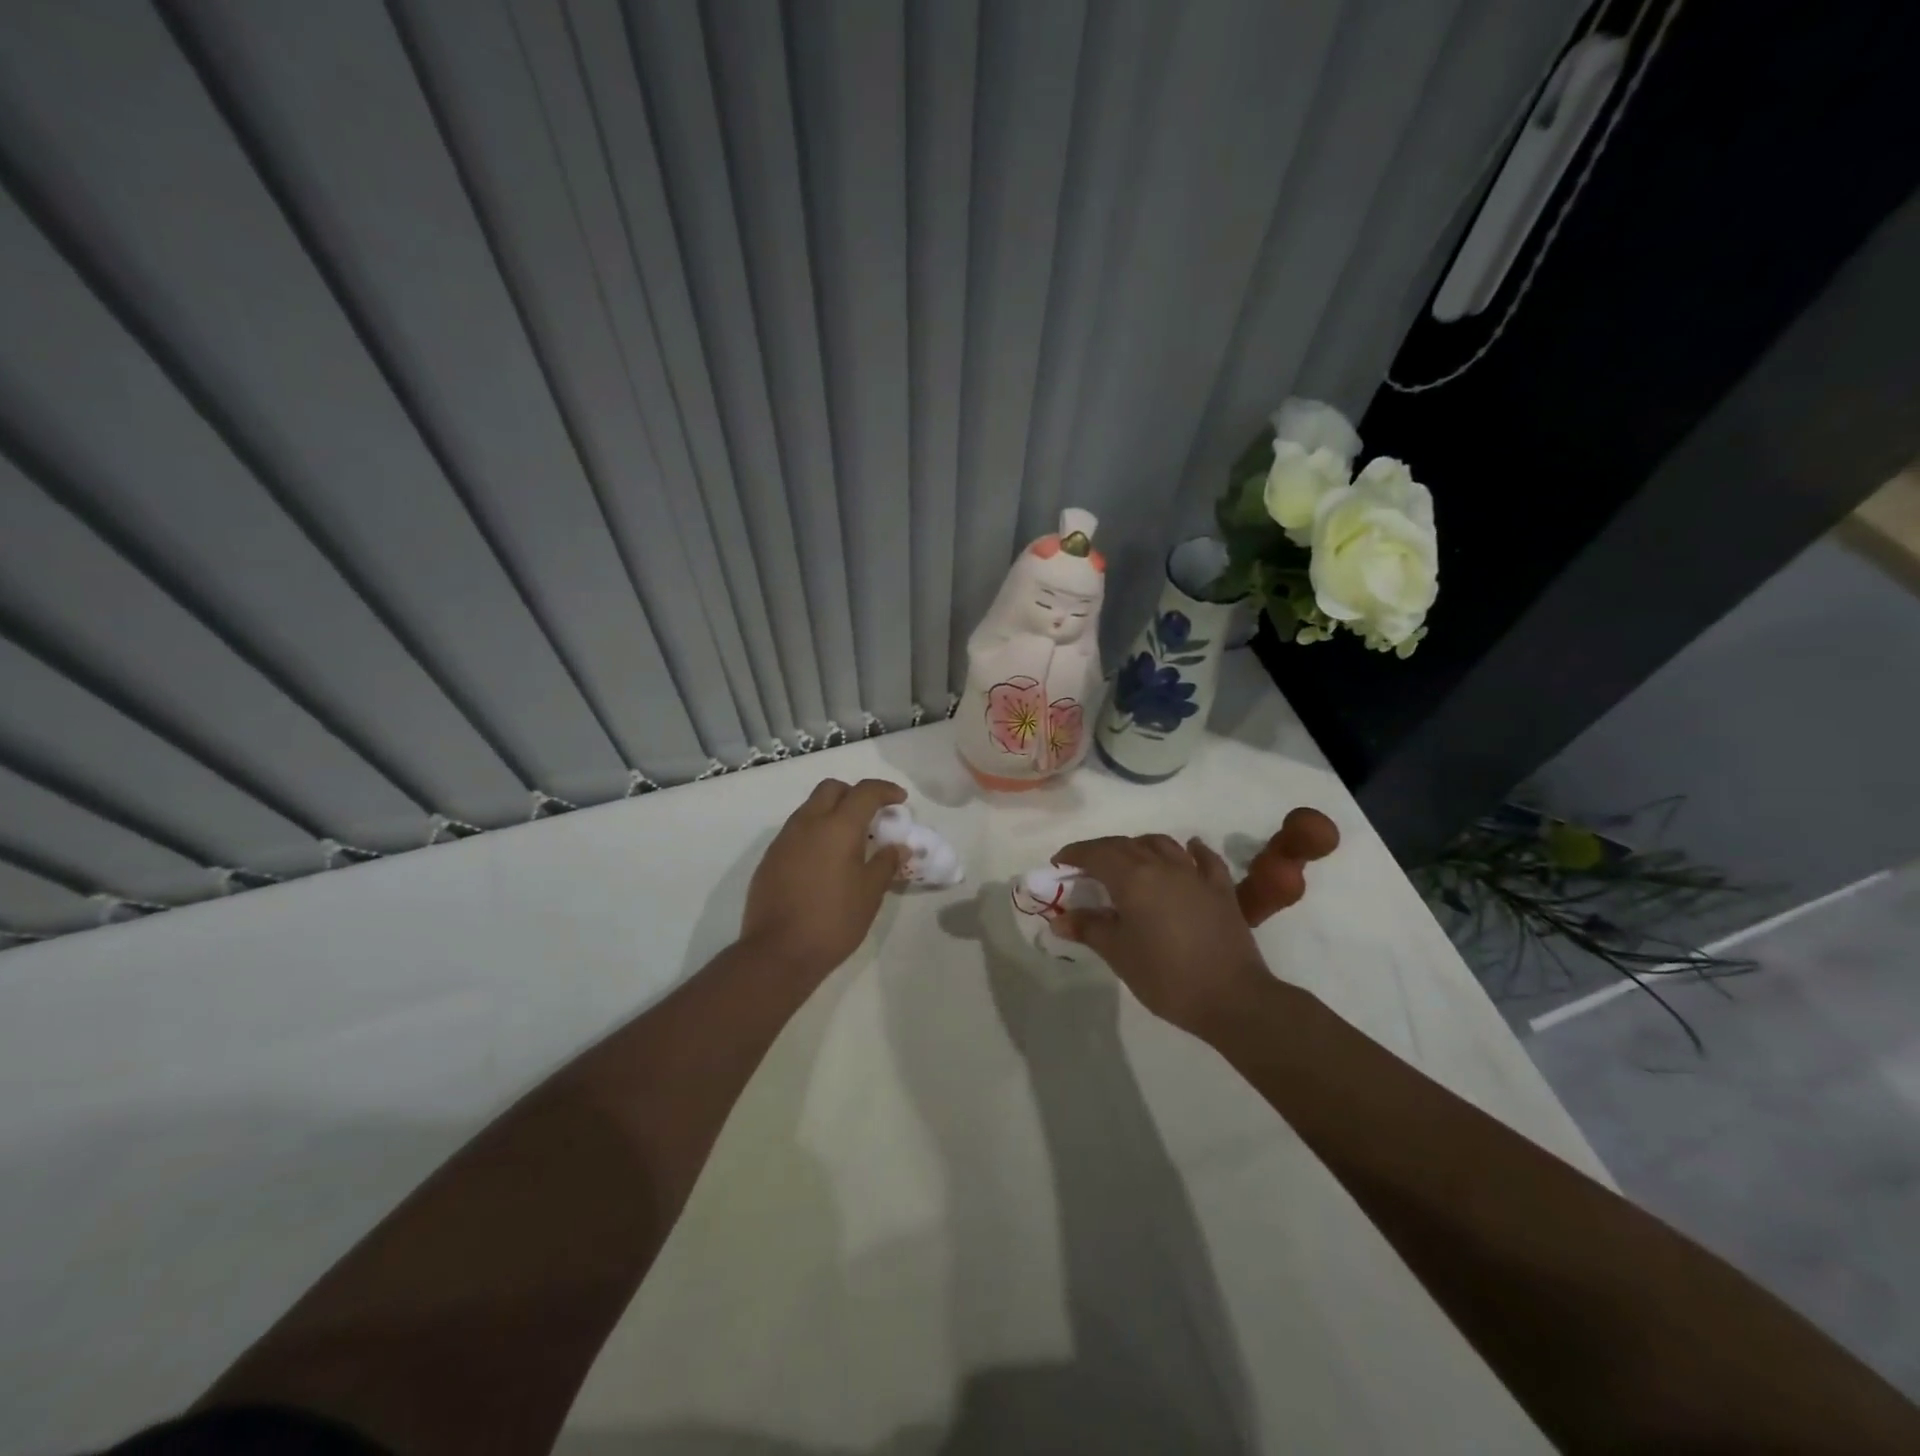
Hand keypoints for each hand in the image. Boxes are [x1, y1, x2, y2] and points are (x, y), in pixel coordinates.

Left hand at [740, 778, 908, 977]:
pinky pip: (796, 831)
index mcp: (837, 828)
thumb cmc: (833, 921)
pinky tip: (824, 861)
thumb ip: (885, 864)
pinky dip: (815, 832)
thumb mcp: (870, 894)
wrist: (778, 952)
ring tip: (849, 840)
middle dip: (854, 793)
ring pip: (810, 808)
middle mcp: (808, 824)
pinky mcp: (770, 857)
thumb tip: (897, 847)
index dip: (885, 790)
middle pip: (831, 789)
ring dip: (832, 812)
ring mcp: (784, 839)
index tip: (900, 799)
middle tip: (871, 815)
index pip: (864, 792)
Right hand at [1053, 834, 1271, 1038]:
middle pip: (1126, 845)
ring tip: (1129, 859)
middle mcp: (1163, 866)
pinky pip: (1205, 860)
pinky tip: (1189, 849)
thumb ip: (1088, 929)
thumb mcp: (1118, 954)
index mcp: (1133, 879)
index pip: (1096, 854)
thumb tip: (1059, 919)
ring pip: (1163, 844)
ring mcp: (1195, 875)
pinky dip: (1192, 850)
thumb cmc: (1166, 977)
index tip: (1059, 863)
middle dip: (1101, 850)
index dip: (1074, 854)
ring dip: (1140, 845)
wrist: (1231, 998)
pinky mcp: (1221, 890)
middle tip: (1085, 867)